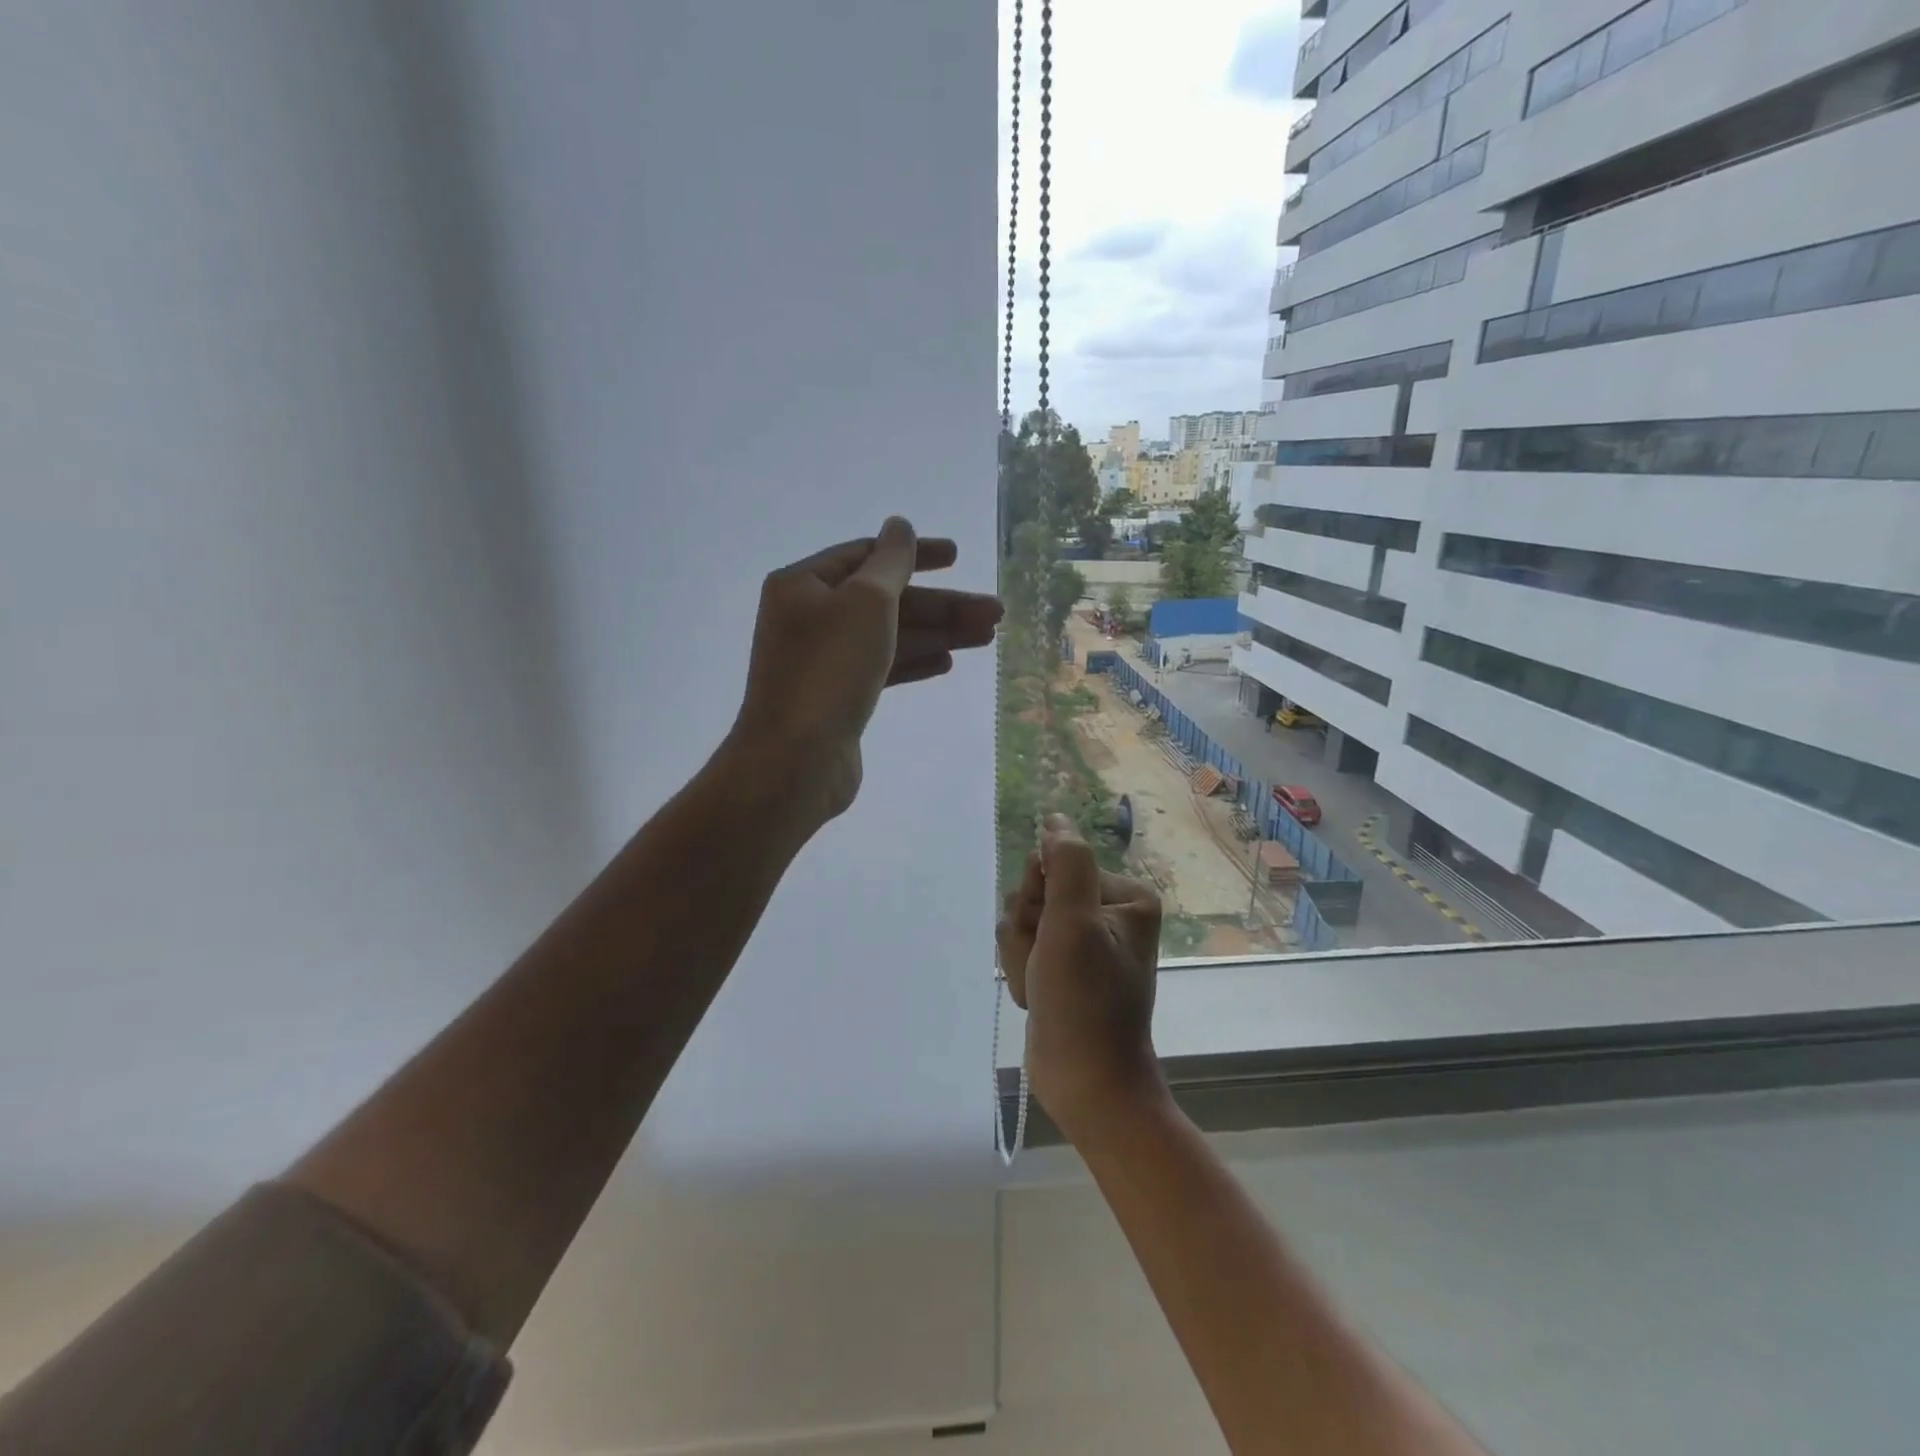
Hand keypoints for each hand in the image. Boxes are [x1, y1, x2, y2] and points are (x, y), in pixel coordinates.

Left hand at [732, 517, 1001, 821]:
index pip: (867, 556)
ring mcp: (823, 661)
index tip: (958, 557)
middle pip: (886, 601)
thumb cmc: (830, 669)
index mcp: (804, 585)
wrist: (796, 759)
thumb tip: (900, 526)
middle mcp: (810, 618)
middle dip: (941, 606)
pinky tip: (946, 663)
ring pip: (889, 637)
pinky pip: (881, 668)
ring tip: (987, 636)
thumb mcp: (867, 601)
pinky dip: (913, 662)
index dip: (916, 554)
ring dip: (937, 634)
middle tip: (995, 613)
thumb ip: (891, 561)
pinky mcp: (837, 697)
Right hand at [998, 815, 1165, 1137]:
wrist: (1087, 1082)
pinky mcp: (1064, 966)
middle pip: (1036, 893)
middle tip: (1045, 967)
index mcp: (1125, 896)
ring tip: (1040, 987)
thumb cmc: (1084, 1001)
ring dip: (1020, 956)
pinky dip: (1021, 972)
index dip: (1039, 900)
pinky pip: (1024, 947)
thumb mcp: (1073, 923)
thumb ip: (1064, 863)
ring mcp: (1084, 941)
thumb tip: (1055, 818)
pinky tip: (1036, 997)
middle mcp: (1107, 912)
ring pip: (1023, 922)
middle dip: (1027, 932)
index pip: (1054, 865)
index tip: (1049, 934)